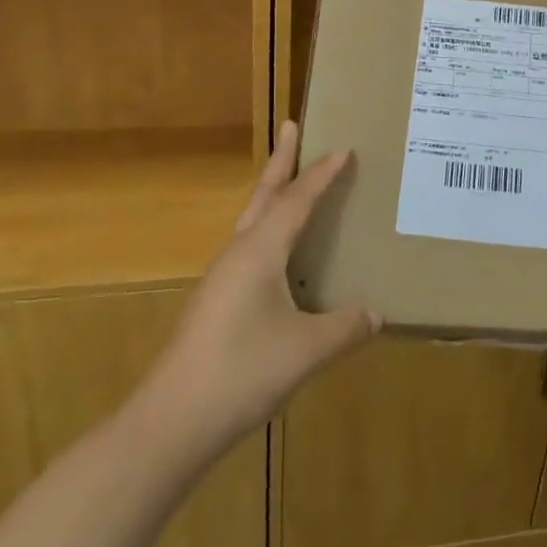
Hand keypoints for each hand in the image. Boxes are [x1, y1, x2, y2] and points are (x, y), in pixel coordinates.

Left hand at [132, 122, 378, 462]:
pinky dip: (267, 228)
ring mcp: (221, 277)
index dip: (322, 173)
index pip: (297, 199)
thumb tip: (377, 315)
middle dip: (281, 160)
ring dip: (272, 193)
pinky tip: (277, 253)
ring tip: (289, 181)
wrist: (170, 422)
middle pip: (264, 194)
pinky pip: (248, 246)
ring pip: (252, 220)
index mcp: (260, 251)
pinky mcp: (215, 301)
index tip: (344, 148)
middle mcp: (238, 253)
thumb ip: (345, 328)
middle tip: (290, 125)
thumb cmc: (241, 373)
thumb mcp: (306, 351)